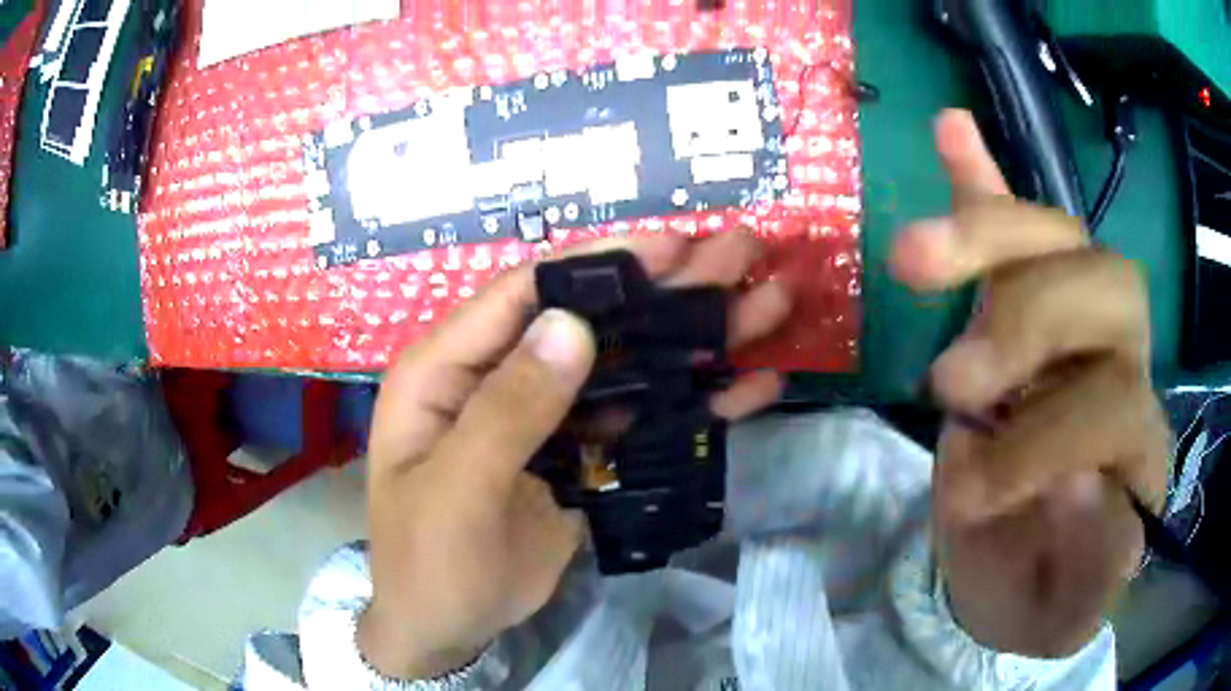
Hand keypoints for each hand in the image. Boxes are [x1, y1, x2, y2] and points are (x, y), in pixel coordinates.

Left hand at [358, 233, 791, 678]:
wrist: (444, 628)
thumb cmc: (426, 562)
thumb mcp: (457, 491)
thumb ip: (508, 410)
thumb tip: (572, 324)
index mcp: (448, 369)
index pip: (527, 293)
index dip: (601, 262)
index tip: (674, 243)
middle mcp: (501, 377)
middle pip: (592, 319)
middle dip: (669, 288)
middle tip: (743, 253)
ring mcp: (549, 417)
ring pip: (629, 365)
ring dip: (697, 338)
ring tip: (768, 305)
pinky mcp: (581, 455)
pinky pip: (642, 419)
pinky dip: (696, 404)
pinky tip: (753, 387)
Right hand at [891, 110, 1170, 657]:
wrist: (1024, 568)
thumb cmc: (1044, 592)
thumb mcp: (1063, 610)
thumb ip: (1089, 569)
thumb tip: (1083, 488)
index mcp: (1140, 449)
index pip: (1121, 399)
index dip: (1050, 436)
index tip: (972, 490)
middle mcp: (1121, 366)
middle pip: (1107, 285)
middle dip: (1027, 321)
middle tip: (951, 380)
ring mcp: (1073, 325)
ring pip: (1056, 239)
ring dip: (985, 236)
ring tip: (915, 258)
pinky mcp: (1024, 308)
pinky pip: (1015, 227)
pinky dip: (982, 180)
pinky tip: (950, 131)